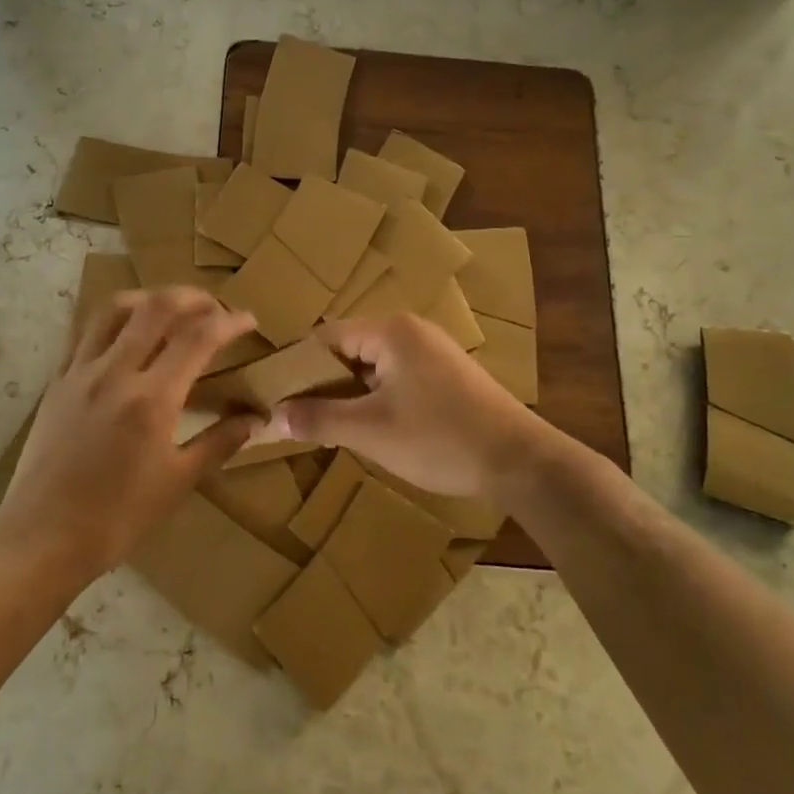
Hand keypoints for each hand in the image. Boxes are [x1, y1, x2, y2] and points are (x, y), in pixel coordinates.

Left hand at [0, 288, 260, 580]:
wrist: (42, 537)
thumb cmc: (117, 518)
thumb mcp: (177, 483)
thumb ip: (219, 443)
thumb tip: (256, 419)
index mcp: (151, 399)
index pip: (198, 338)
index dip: (228, 321)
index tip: (247, 320)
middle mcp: (115, 372)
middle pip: (157, 307)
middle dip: (193, 297)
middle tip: (213, 308)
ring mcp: (80, 372)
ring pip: (115, 308)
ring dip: (150, 298)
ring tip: (170, 309)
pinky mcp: (57, 380)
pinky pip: (85, 331)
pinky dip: (113, 319)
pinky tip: (125, 334)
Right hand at [266, 314, 551, 498]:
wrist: (521, 462)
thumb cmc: (440, 439)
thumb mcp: (370, 432)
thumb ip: (318, 419)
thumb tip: (273, 416)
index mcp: (390, 331)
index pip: (324, 338)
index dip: (296, 368)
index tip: (274, 398)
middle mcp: (410, 331)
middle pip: (348, 349)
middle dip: (321, 383)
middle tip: (297, 417)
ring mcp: (431, 352)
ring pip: (371, 366)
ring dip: (348, 393)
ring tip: (325, 426)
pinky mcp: (445, 374)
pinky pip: (394, 377)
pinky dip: (374, 398)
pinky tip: (367, 427)